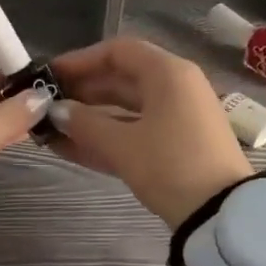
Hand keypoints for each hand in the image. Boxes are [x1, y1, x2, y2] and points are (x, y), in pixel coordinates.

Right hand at [46, 38, 253, 229]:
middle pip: (121, 79)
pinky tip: (68, 148)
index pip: (118, 51)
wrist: (220, 214)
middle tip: (45, 104)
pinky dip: (106, 137)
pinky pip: (135, 132)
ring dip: (89, 118)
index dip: (80, 60)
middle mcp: (175, 88)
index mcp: (167, 74)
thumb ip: (84, 124)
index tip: (50, 76)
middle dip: (81, 92)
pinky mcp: (177, 146)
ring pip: (125, 109)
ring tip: (50, 129)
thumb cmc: (170, 165)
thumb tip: (56, 111)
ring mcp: (178, 118)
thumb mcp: (122, 145)